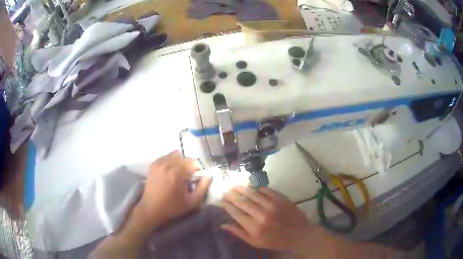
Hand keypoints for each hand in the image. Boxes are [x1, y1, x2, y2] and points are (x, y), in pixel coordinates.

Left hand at [138, 150, 211, 227]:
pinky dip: (170, 161)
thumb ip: (203, 188)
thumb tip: (208, 176)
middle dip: (189, 166)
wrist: (151, 209)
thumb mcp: (192, 202)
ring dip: (180, 162)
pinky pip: (165, 156)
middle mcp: (167, 164)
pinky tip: (169, 172)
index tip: (196, 179)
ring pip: (175, 154)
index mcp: (177, 173)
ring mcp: (159, 163)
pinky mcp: (153, 165)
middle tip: (188, 177)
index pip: (193, 162)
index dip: (198, 170)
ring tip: (178, 173)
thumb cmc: (173, 207)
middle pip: (185, 158)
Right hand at [221, 186, 319, 253]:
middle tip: (225, 192)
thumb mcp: (255, 242)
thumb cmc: (275, 241)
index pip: (236, 213)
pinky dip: (256, 186)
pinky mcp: (280, 198)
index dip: (227, 206)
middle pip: (242, 202)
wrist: (299, 234)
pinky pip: (265, 190)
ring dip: (241, 189)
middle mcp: (261, 214)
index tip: (222, 201)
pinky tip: (250, 184)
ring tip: (234, 186)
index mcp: (254, 227)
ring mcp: (272, 205)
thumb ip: (238, 233)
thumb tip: (222, 225)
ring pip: (252, 193)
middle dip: (231, 196)